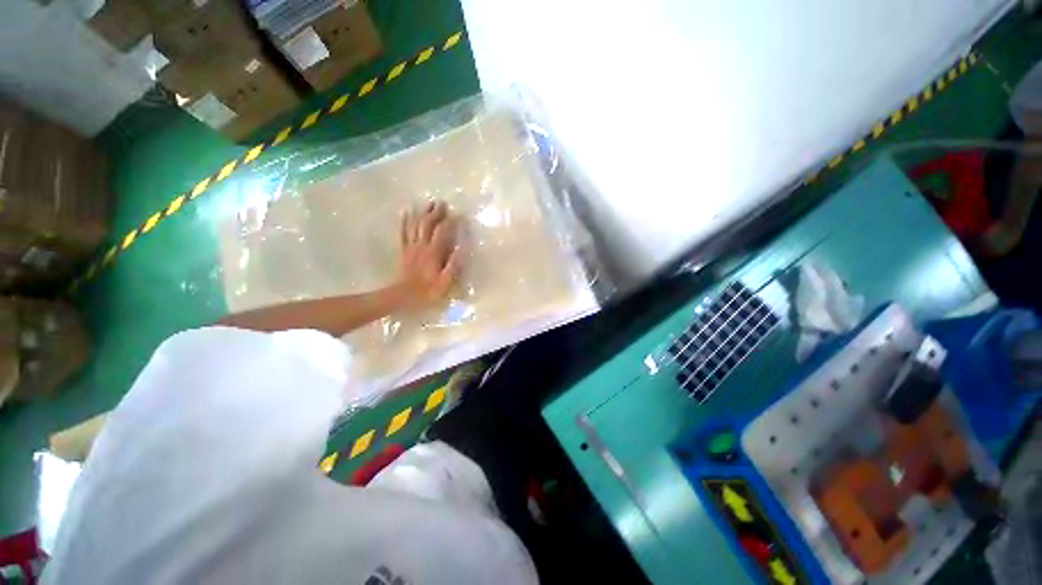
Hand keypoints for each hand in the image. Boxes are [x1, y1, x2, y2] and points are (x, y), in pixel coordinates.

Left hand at [397, 201, 460, 308]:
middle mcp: (421, 246)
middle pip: (427, 224)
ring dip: (422, 212)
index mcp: (433, 253)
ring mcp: (411, 247)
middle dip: (436, 212)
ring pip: (415, 225)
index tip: (459, 215)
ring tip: (428, 203)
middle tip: (443, 203)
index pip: (442, 232)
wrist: (403, 296)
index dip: (450, 222)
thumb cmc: (427, 291)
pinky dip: (405, 221)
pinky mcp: (404, 250)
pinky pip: (403, 232)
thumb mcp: (445, 282)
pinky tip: (406, 212)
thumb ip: (453, 265)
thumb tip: (462, 247)